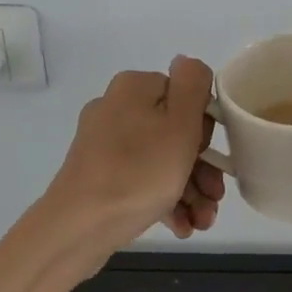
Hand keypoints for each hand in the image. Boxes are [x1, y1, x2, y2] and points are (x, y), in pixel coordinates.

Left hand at [47, 56, 226, 259]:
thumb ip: (193, 85)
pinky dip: (163, 199)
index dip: (205, 129)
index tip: (214, 159)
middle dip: (201, 168)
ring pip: (160, 159)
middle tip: (214, 197)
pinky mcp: (97, 174)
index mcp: (134, 88)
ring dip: (188, 189)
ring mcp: (104, 144)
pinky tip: (181, 226)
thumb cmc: (138, 173)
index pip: (186, 97)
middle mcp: (116, 108)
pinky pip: (140, 179)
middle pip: (175, 131)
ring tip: (202, 221)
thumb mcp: (180, 125)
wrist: (77, 228)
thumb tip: (187, 63)